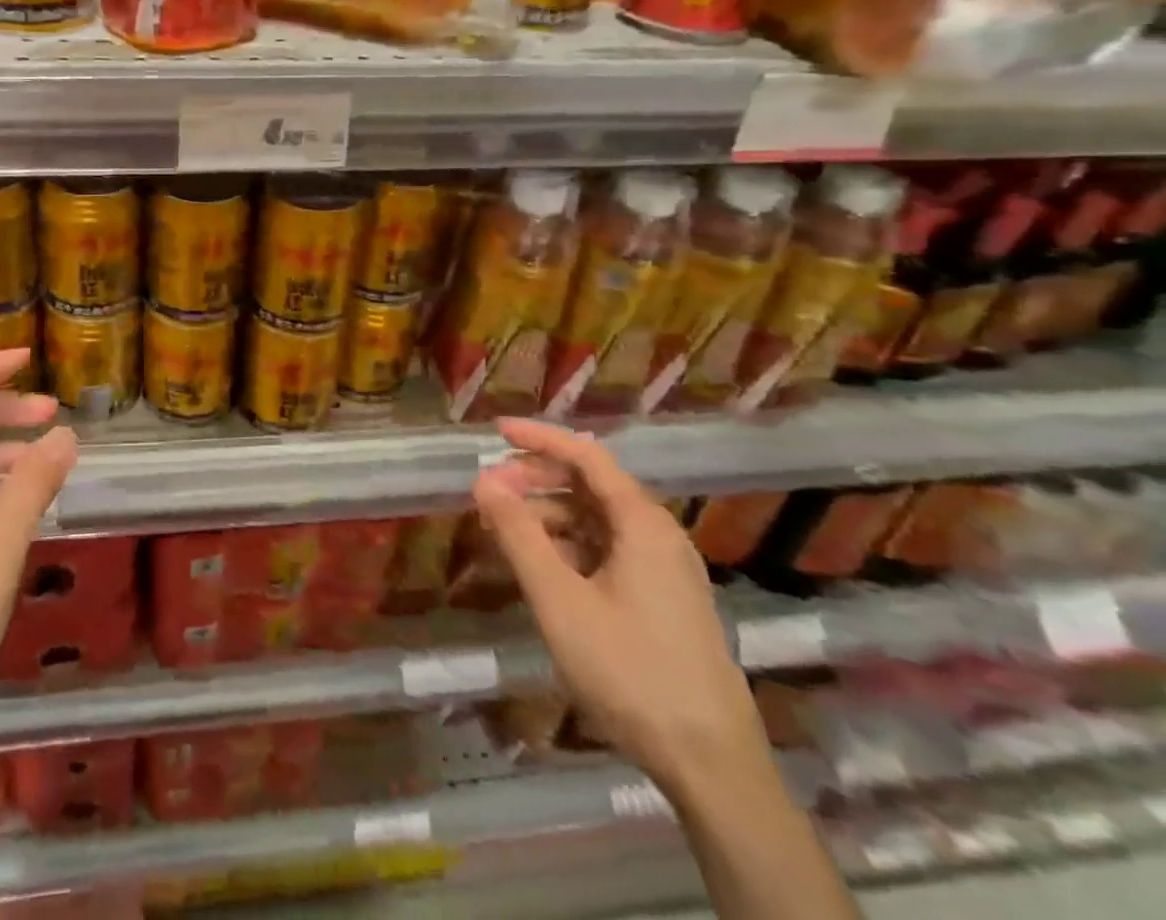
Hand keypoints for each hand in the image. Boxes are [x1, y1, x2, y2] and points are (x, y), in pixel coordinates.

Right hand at [473, 419, 766, 793]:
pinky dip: (568, 547)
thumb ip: (518, 534)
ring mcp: (665, 569)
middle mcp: (658, 535)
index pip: (586, 455)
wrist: (712, 766)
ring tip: (504, 533)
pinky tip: (540, 568)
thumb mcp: (559, 600)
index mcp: (642, 523)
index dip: (539, 438)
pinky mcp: (664, 600)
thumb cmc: (630, 671)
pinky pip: (607, 551)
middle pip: (590, 485)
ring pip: (596, 520)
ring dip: (548, 516)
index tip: (495, 431)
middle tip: (489, 492)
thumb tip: (483, 480)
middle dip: (536, 480)